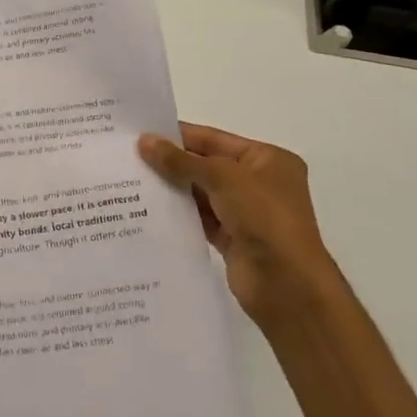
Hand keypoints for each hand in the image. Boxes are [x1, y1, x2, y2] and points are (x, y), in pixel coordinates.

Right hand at [138, 123, 333, 323]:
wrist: (286, 284)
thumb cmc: (264, 216)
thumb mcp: (222, 177)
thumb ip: (180, 160)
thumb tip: (144, 141)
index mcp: (267, 159)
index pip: (215, 139)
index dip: (179, 135)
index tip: (142, 132)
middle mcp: (259, 183)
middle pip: (207, 165)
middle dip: (173, 162)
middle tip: (130, 155)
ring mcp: (246, 213)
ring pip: (202, 193)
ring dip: (173, 188)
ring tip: (132, 179)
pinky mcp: (233, 239)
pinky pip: (200, 218)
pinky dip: (180, 213)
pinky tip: (150, 208)